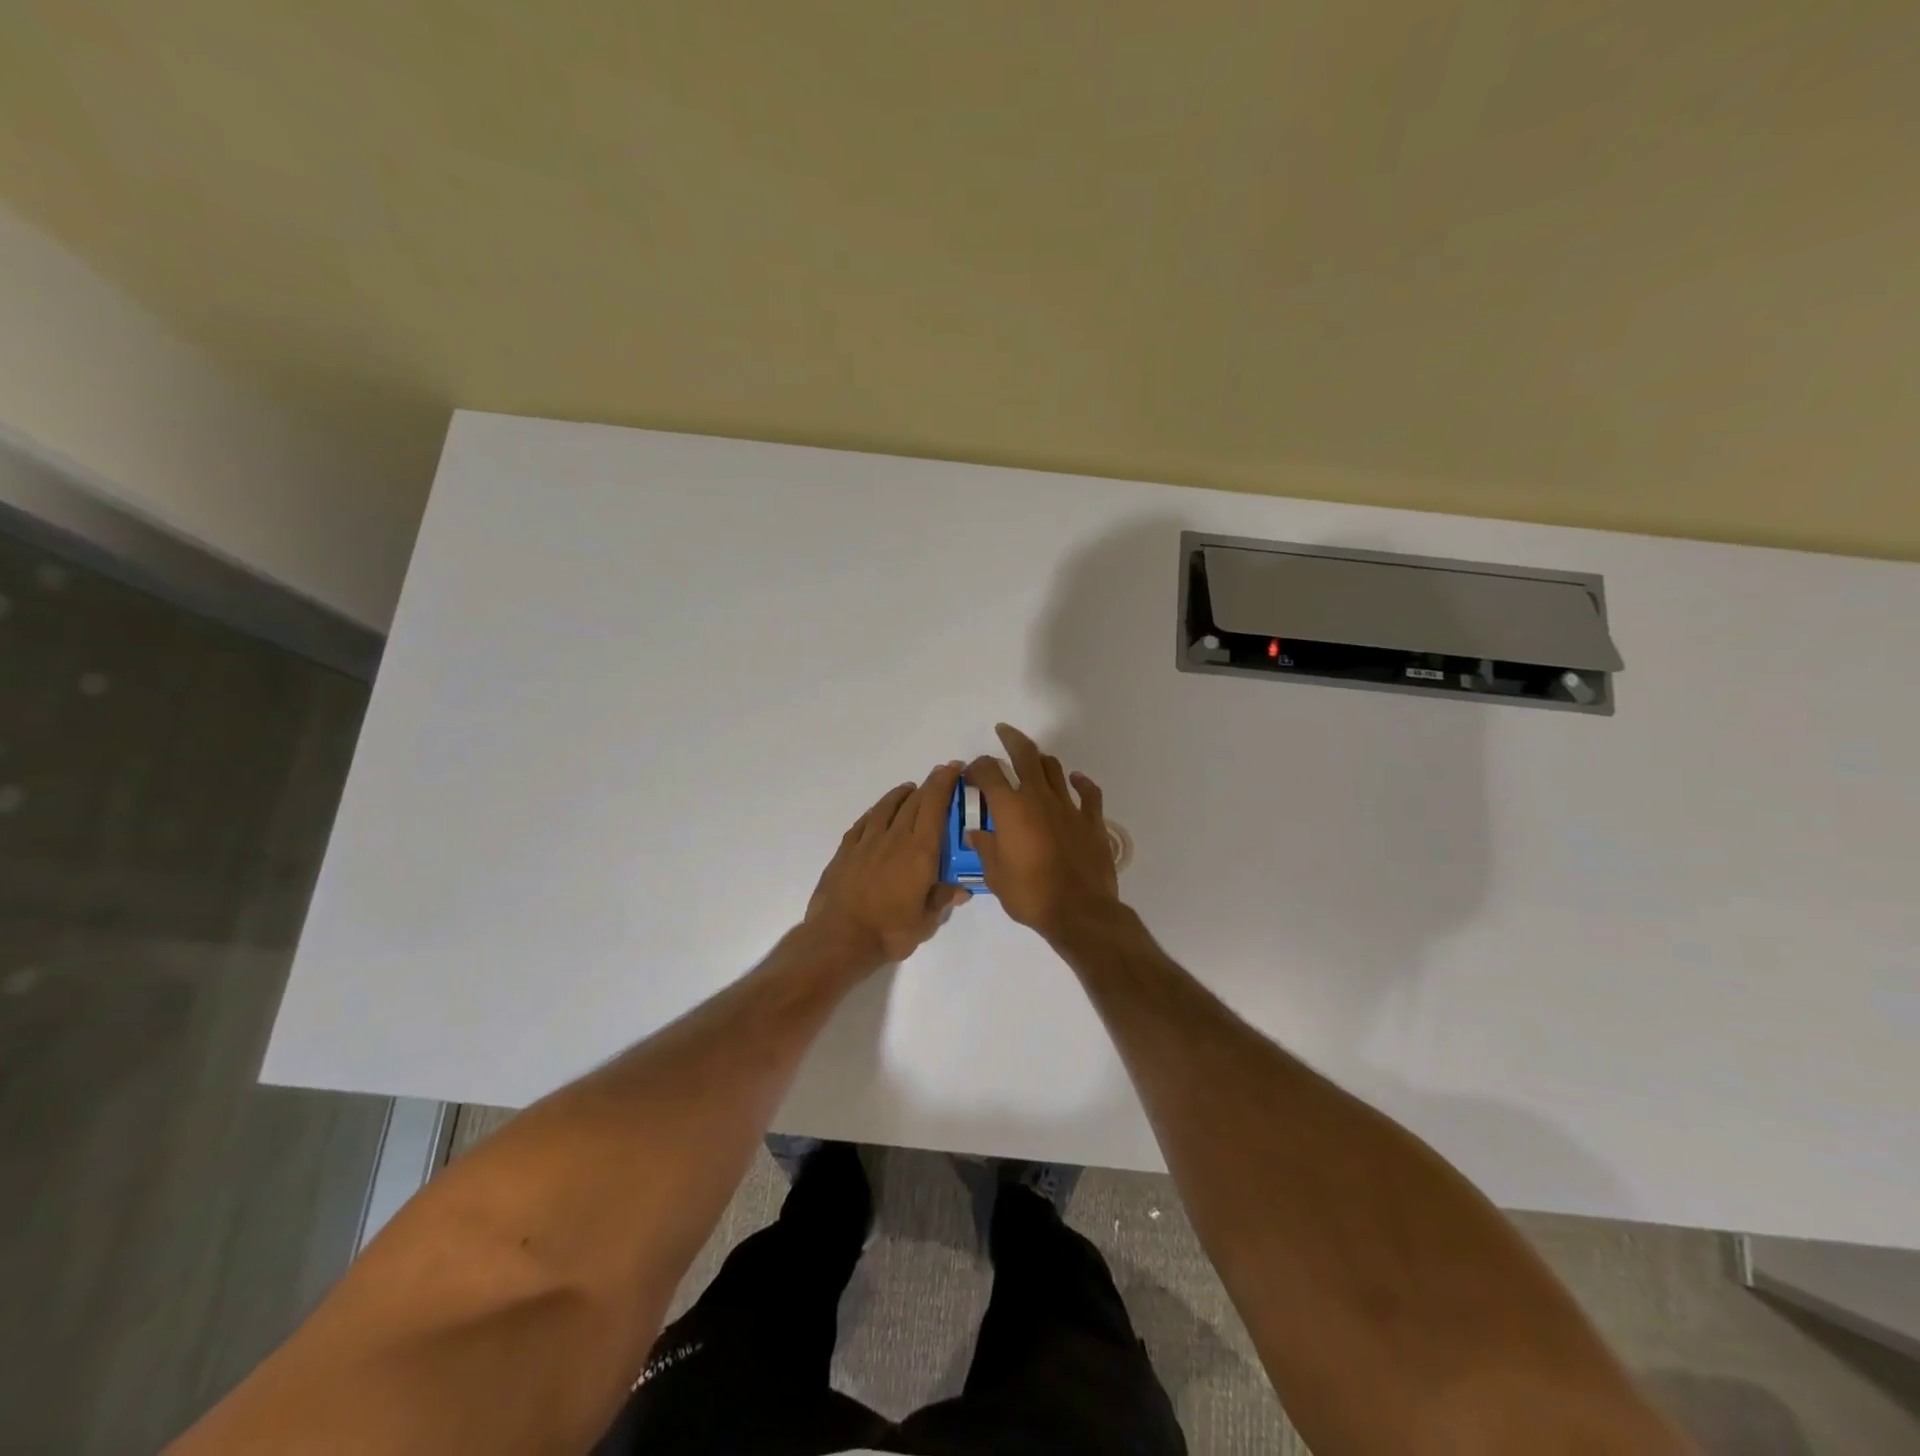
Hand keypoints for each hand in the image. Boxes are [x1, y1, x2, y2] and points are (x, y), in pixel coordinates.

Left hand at [806, 762, 970, 964]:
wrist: (839, 939)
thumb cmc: (889, 932)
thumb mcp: (925, 922)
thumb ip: (942, 900)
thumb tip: (961, 889)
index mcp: (919, 852)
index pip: (935, 807)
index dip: (945, 784)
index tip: (954, 769)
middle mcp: (894, 839)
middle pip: (914, 802)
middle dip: (930, 785)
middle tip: (940, 775)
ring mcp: (867, 842)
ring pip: (886, 807)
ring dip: (901, 795)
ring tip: (910, 789)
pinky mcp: (845, 851)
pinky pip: (863, 823)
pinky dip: (875, 812)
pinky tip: (878, 813)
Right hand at [964, 724, 1120, 940]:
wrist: (1080, 912)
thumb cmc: (1030, 895)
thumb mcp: (996, 876)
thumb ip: (986, 849)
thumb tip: (976, 833)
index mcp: (1010, 809)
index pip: (989, 772)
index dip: (977, 767)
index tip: (971, 773)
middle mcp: (1039, 798)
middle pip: (1026, 755)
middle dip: (1012, 739)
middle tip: (1003, 731)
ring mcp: (1069, 807)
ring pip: (1055, 769)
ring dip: (1041, 759)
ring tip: (1033, 759)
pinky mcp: (1092, 820)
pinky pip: (1088, 792)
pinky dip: (1081, 781)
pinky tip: (1076, 779)